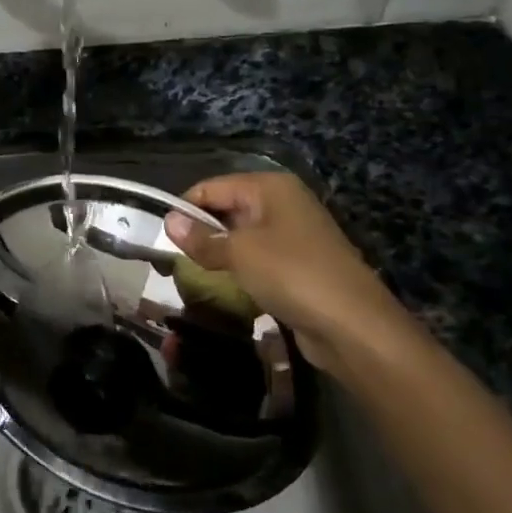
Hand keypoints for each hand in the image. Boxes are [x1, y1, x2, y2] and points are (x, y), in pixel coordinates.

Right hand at [163, 173, 422, 378]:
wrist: (353, 325)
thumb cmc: (292, 274)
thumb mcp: (240, 253)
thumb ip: (202, 237)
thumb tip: (168, 220)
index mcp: (271, 186)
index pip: (212, 187)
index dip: (184, 208)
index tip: (158, 235)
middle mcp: (283, 203)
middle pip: (227, 208)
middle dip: (200, 232)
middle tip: (169, 258)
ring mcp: (294, 234)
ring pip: (241, 236)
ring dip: (218, 253)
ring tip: (189, 274)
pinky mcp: (298, 264)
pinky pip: (258, 258)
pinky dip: (239, 270)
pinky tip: (222, 287)